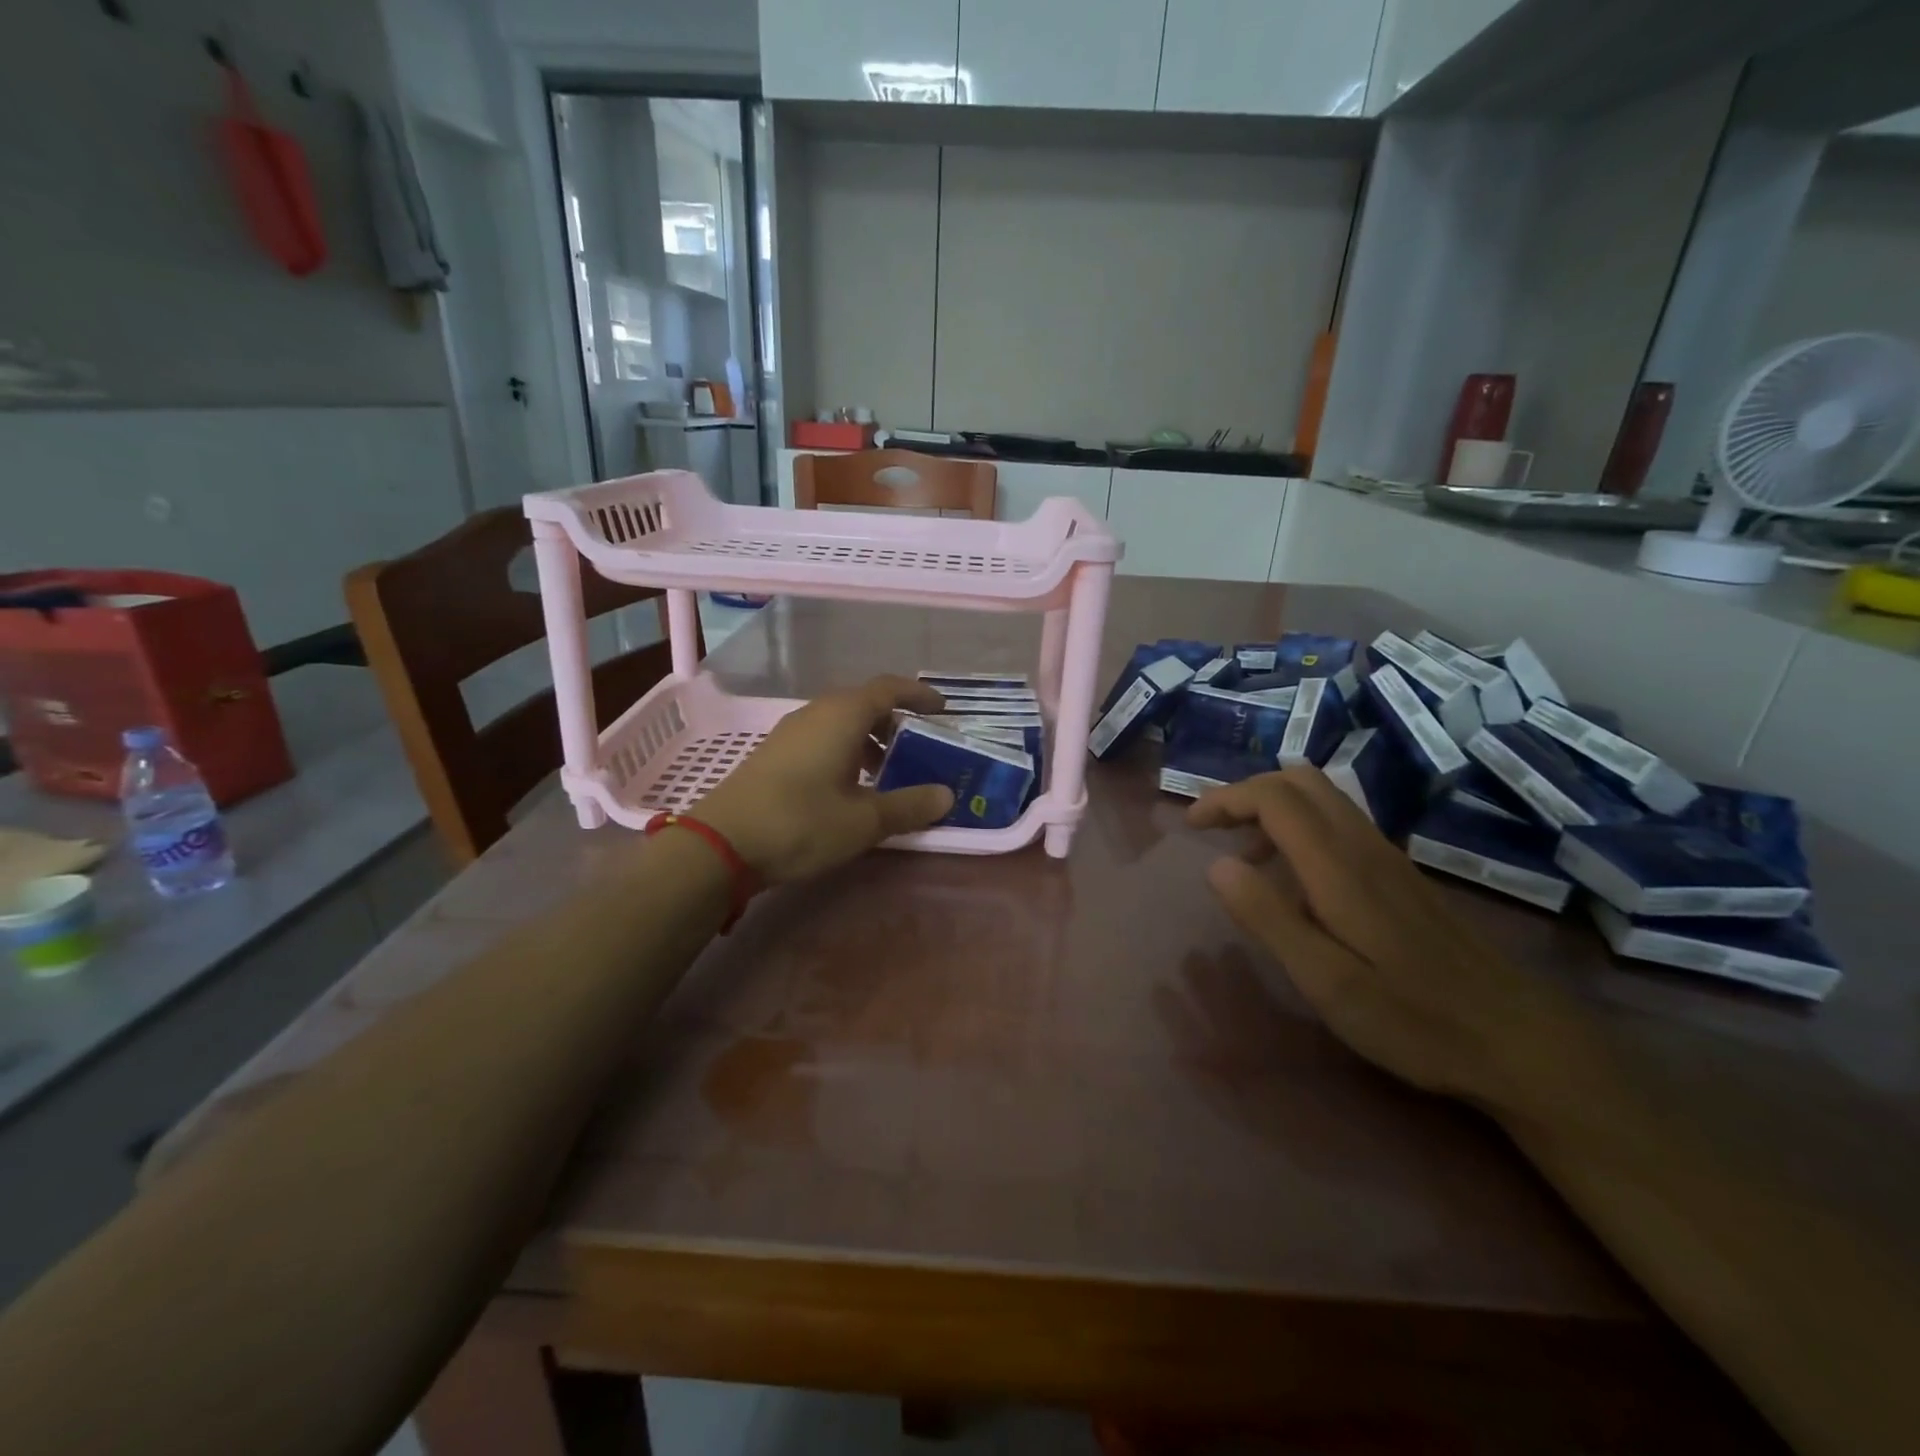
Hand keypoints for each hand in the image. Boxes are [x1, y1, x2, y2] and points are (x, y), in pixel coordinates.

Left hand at [694, 675, 953, 883]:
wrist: (721, 844)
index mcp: (842, 715)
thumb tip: (946, 796)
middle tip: (917, 746)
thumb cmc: (801, 823)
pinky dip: (845, 751)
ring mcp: (790, 733)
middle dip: (894, 721)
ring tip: (887, 772)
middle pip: (863, 703)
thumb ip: (908, 806)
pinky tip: (848, 787)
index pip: (888, 688)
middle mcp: (816, 713)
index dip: (918, 695)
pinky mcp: (774, 754)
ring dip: (868, 739)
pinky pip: (821, 738)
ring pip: (840, 722)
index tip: (942, 709)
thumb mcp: (864, 820)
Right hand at [1187, 768, 1590, 1115]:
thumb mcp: (1327, 981)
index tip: (1191, 826)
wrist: (1520, 1039)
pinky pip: (1339, 821)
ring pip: (1322, 797)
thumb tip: (1216, 865)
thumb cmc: (1413, 1018)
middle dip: (1247, 792)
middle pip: (1299, 780)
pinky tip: (1295, 877)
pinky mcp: (1401, 873)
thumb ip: (1268, 918)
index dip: (1226, 799)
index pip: (1274, 797)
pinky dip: (1300, 826)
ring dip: (1273, 807)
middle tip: (1214, 829)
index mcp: (1338, 866)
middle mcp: (1363, 845)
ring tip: (1245, 855)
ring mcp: (1387, 856)